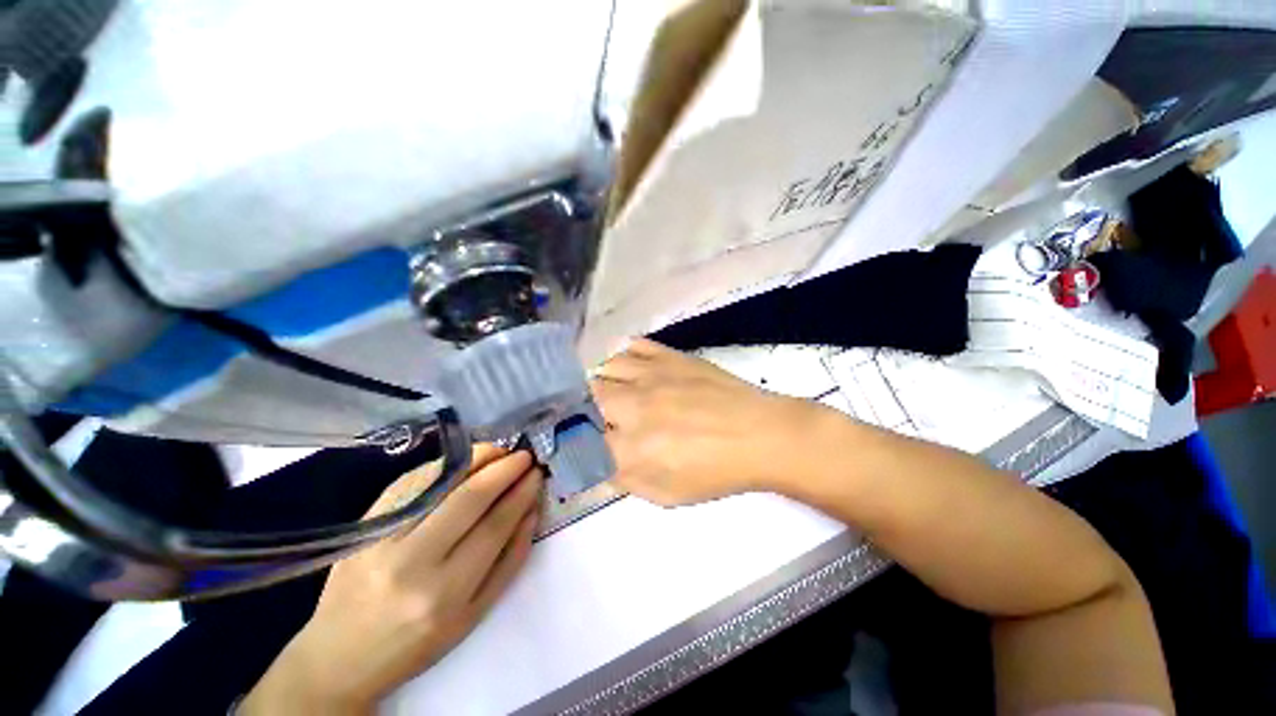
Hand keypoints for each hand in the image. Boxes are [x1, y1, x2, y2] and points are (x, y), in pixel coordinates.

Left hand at [242, 447, 542, 713]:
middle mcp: (412, 563)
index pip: (494, 526)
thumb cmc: (416, 642)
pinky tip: (464, 459)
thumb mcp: (473, 615)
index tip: (536, 473)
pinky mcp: (364, 525)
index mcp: (445, 594)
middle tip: (523, 455)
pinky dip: (443, 464)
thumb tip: (531, 511)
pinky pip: (411, 482)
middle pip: (469, 498)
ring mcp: (382, 540)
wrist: (339, 657)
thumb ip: (508, 561)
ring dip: (477, 459)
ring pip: (439, 483)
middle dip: (504, 469)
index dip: (520, 493)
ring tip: (500, 450)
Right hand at [591, 338, 823, 505]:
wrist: (760, 434)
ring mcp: (652, 374)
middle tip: (596, 418)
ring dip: (603, 381)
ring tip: (613, 392)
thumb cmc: (717, 471)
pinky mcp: (671, 356)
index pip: (581, 440)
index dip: (574, 442)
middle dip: (584, 408)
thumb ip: (625, 481)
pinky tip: (632, 368)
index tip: (576, 444)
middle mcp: (633, 405)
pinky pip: (635, 346)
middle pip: (587, 396)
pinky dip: (626, 356)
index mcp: (631, 446)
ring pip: (606, 366)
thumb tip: (598, 466)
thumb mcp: (667, 495)